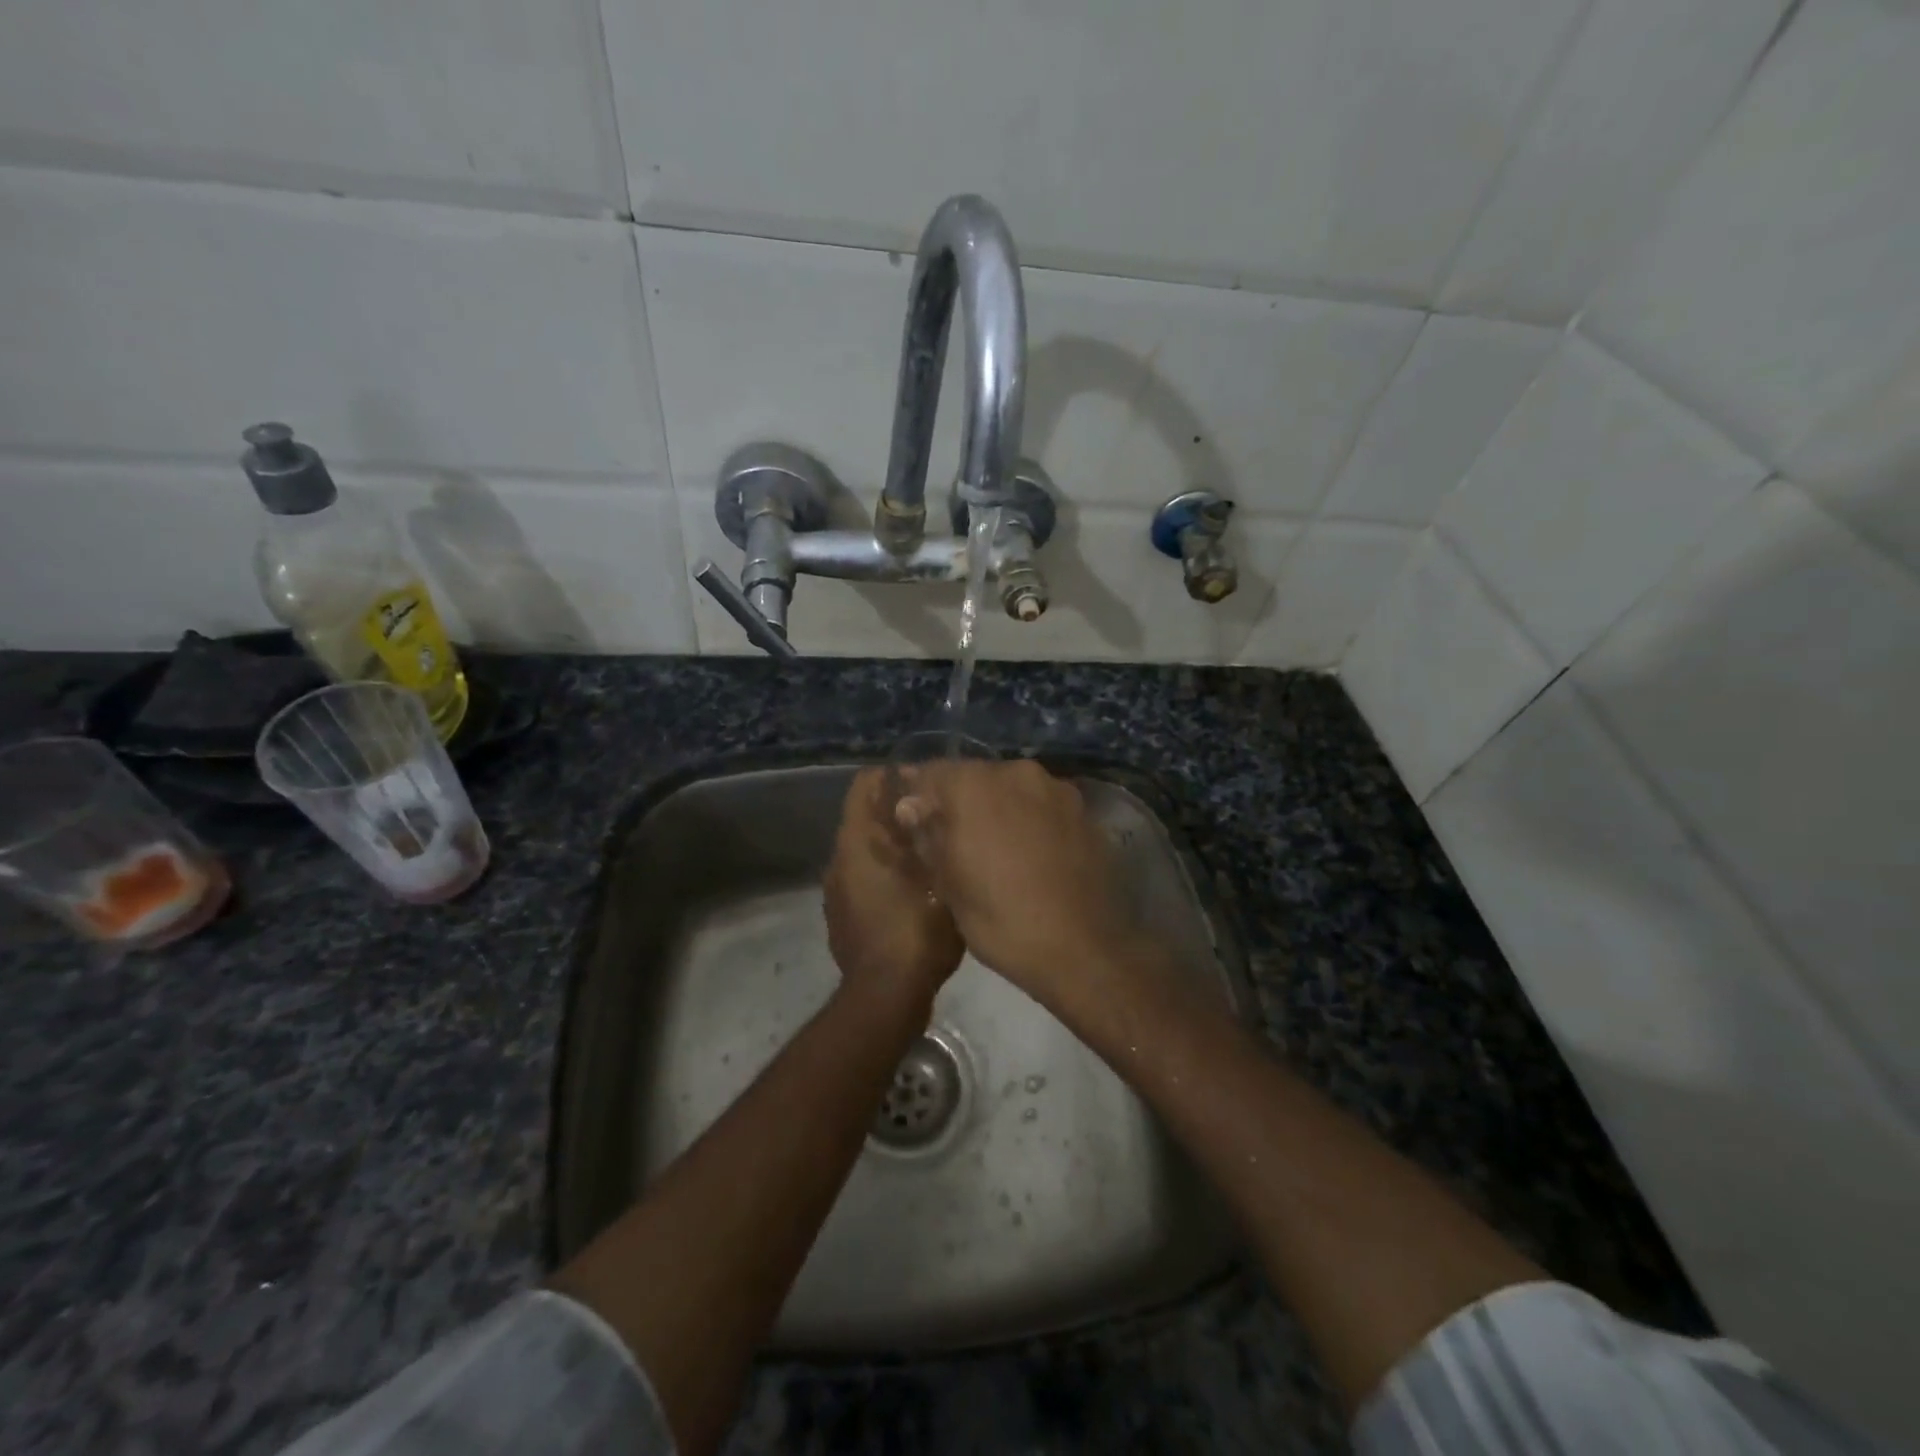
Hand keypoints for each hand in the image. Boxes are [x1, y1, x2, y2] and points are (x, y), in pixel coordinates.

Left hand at [823, 767, 964, 1019]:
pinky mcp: (841, 917)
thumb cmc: (917, 932)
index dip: (894, 777)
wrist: (886, 997)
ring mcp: (836, 892)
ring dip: (892, 846)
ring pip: (865, 851)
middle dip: (898, 813)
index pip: (864, 784)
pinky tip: (915, 889)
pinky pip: (863, 880)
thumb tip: (934, 810)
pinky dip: (884, 875)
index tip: (926, 783)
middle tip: (938, 817)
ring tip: (930, 852)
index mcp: (857, 842)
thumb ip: (936, 839)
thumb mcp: (942, 880)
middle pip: (865, 817)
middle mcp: (838, 860)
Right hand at [893, 759, 1124, 1009]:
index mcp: (975, 784)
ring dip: (997, 809)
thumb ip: (927, 835)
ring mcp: (1056, 789)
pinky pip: (1042, 806)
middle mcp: (1016, 772)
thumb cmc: (1001, 919)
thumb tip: (909, 806)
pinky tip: (1029, 854)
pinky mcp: (1084, 811)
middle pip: (975, 777)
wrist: (1084, 949)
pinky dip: (1029, 820)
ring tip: (994, 847)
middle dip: (959, 801)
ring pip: (1012, 790)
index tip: (912, 820)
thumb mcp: (949, 884)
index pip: (931, 773)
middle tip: (951, 838)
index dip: (917, 796)